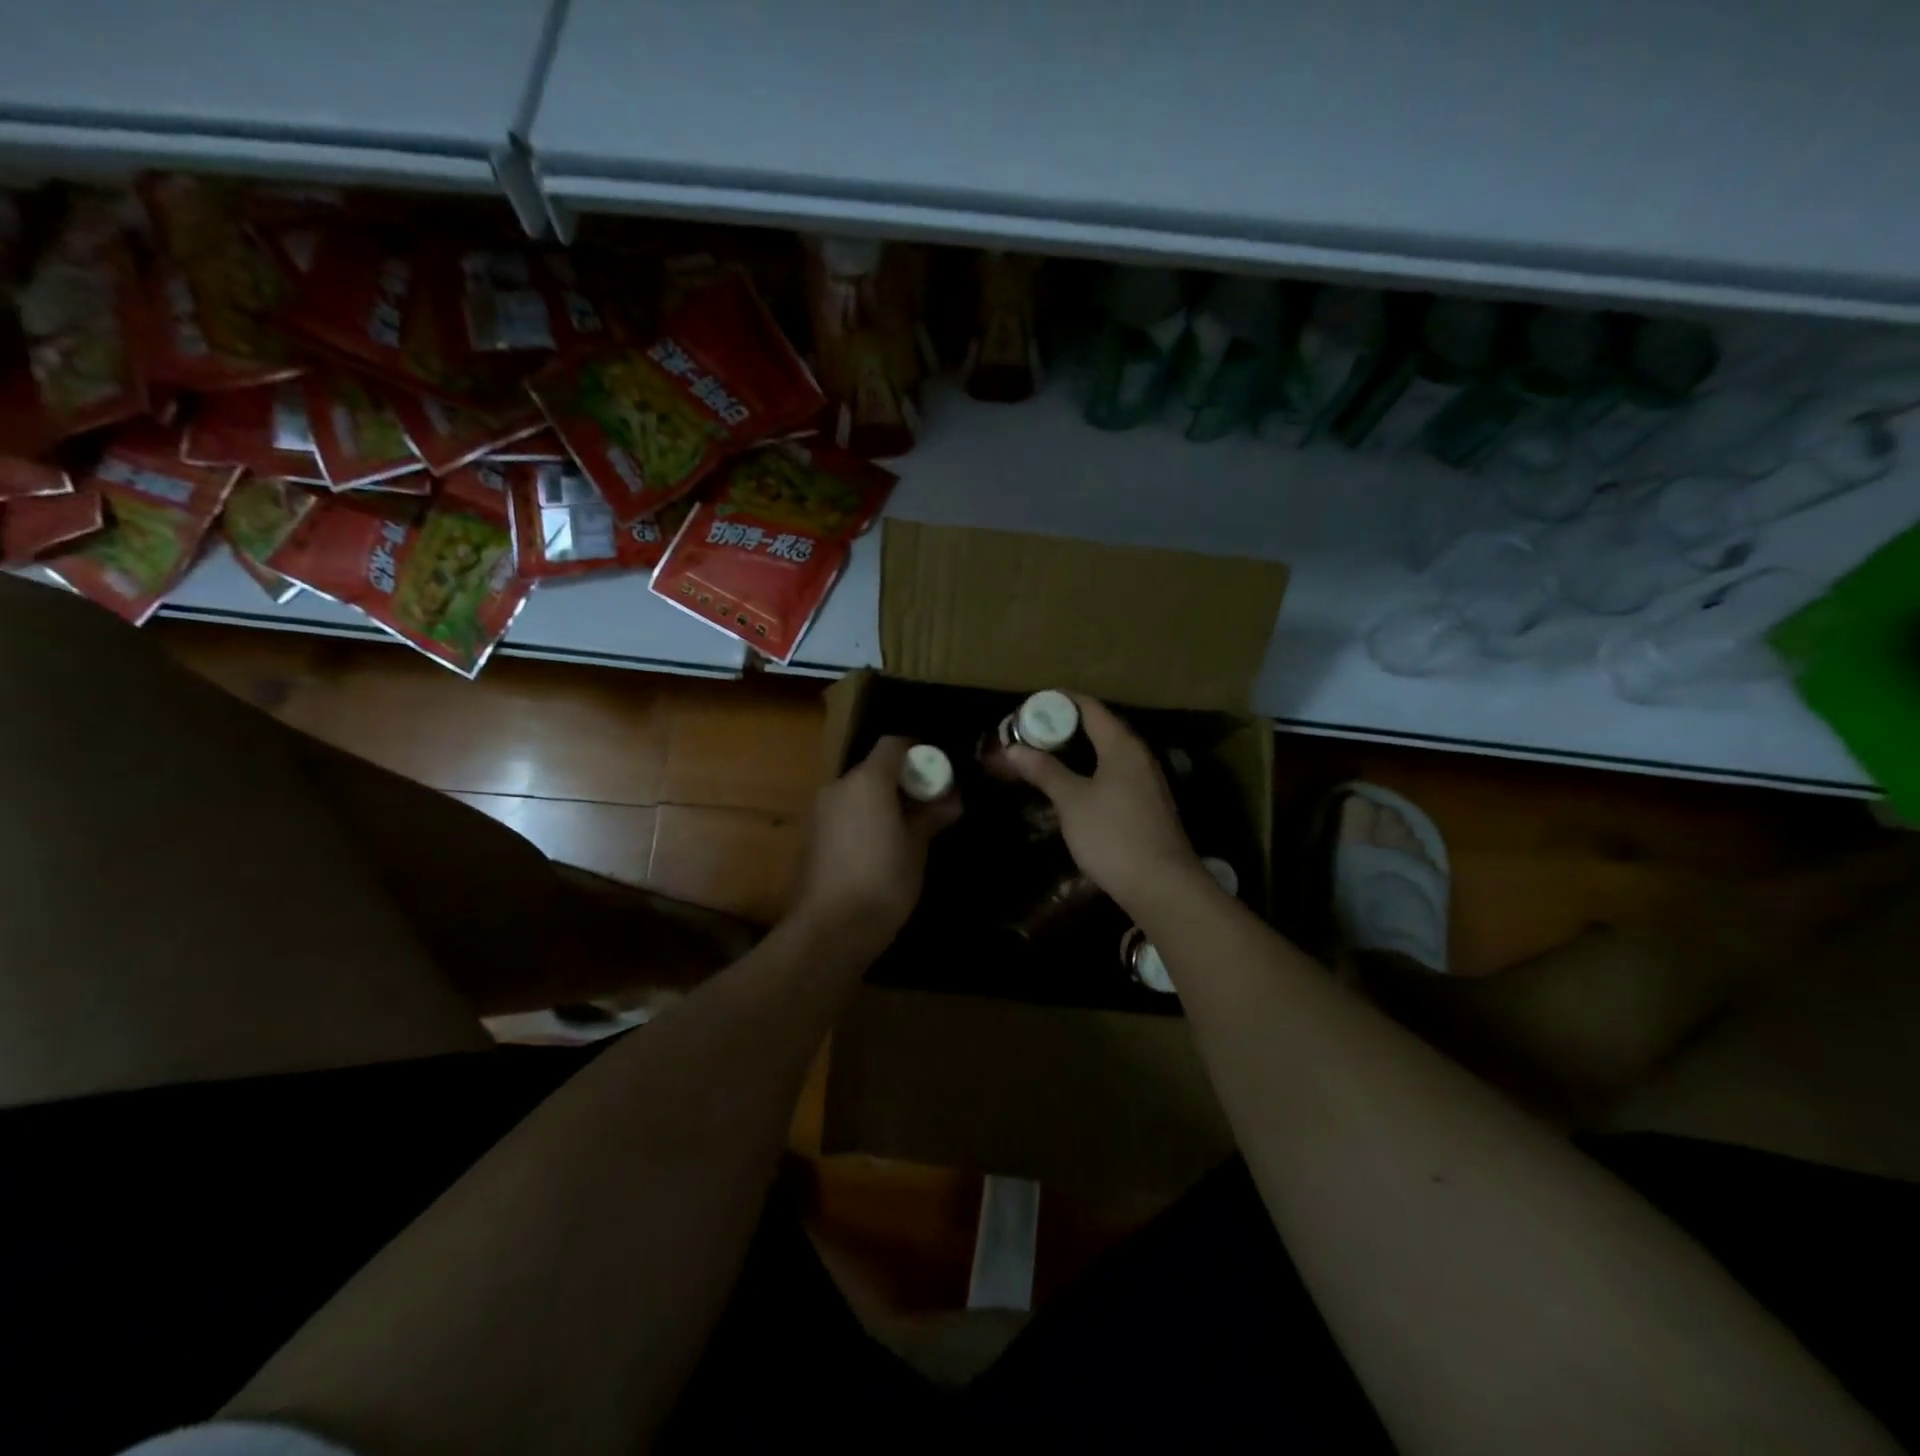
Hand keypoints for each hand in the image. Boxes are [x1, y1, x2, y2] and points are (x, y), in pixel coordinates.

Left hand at [791, 735, 960, 952]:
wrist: (831, 928)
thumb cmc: (884, 879)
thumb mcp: (916, 847)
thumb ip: (932, 817)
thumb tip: (952, 801)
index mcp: (867, 780)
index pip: (893, 744)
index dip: (917, 751)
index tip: (938, 770)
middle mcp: (839, 787)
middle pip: (873, 769)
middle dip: (901, 780)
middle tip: (929, 803)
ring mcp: (821, 812)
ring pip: (857, 793)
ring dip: (881, 802)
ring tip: (908, 828)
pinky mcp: (812, 837)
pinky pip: (844, 815)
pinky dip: (863, 820)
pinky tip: (881, 847)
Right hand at [1006, 695, 1202, 912]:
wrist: (1162, 885)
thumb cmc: (1113, 835)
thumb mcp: (1072, 801)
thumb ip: (1045, 771)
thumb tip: (1014, 749)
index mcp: (1122, 745)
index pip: (1089, 707)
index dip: (1058, 702)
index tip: (1028, 707)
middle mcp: (1139, 756)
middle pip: (1099, 728)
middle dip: (1063, 728)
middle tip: (1029, 735)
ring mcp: (1146, 781)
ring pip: (1106, 754)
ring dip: (1076, 752)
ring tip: (1043, 759)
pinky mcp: (1147, 805)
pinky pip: (1113, 775)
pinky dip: (1089, 772)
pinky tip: (1071, 788)